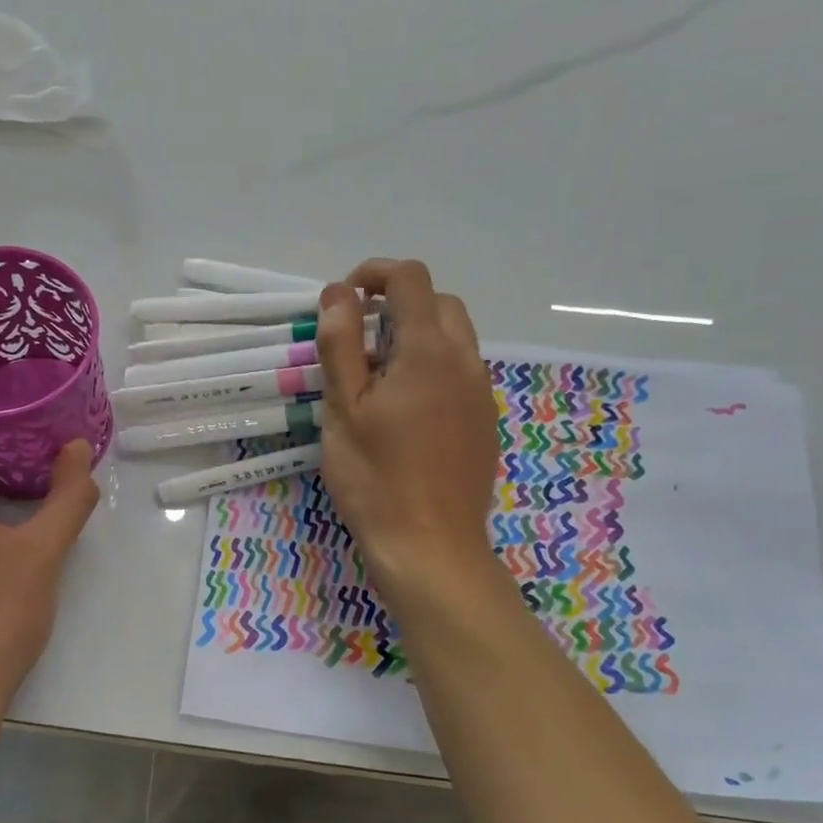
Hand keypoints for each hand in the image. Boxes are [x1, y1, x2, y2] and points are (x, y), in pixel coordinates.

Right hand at [316, 259, 501, 602]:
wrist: (430, 548)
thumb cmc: (375, 478)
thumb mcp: (343, 409)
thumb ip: (339, 344)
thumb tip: (338, 293)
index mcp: (428, 351)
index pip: (410, 279)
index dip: (374, 274)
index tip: (343, 300)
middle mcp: (465, 362)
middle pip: (439, 304)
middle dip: (397, 305)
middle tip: (357, 341)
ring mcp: (481, 394)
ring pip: (453, 339)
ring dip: (415, 337)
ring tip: (375, 379)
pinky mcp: (484, 423)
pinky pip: (460, 373)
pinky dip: (431, 368)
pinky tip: (403, 413)